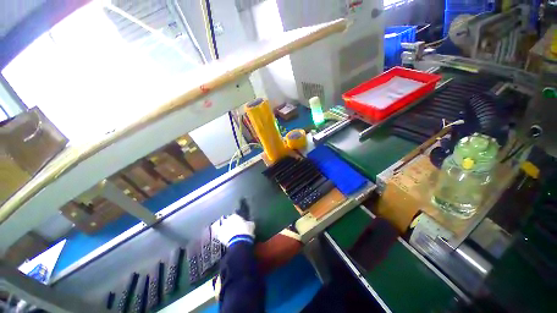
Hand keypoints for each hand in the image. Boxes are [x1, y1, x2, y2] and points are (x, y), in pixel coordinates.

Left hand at [211, 213, 254, 246]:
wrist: (239, 243)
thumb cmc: (246, 231)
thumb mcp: (251, 225)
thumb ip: (249, 222)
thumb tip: (249, 222)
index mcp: (235, 215)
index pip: (236, 215)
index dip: (238, 219)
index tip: (241, 222)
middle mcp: (227, 220)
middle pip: (229, 220)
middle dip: (231, 223)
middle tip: (235, 228)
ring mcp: (222, 228)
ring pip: (224, 227)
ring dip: (226, 229)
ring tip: (231, 234)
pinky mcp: (219, 236)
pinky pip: (221, 234)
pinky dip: (223, 236)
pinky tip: (227, 239)